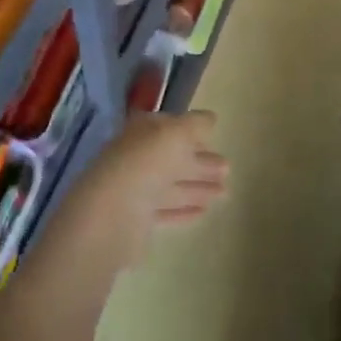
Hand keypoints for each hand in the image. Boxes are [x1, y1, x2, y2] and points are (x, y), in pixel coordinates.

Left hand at [60, 111, 227, 266]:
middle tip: (228, 169)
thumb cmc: (145, 164)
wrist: (112, 215)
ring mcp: (135, 191)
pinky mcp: (137, 222)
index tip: (214, 138)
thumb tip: (210, 118)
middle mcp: (136, 158)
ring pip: (172, 186)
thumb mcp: (175, 134)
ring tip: (226, 192)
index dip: (191, 132)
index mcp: (141, 133)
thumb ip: (194, 124)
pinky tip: (204, 212)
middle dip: (200, 162)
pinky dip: (185, 210)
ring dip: (198, 187)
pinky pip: (166, 211)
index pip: (168, 128)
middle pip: (172, 158)